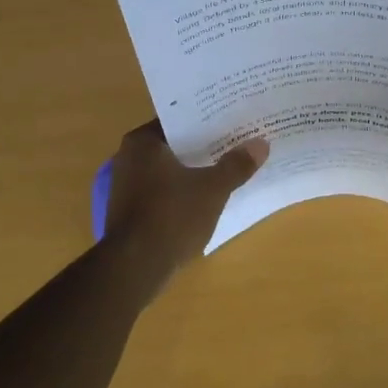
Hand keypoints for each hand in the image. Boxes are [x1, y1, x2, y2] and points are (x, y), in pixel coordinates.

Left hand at [103, 121, 267, 284]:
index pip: (179, 120)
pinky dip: (183, 192)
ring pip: (169, 170)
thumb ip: (236, 165)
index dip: (207, 120)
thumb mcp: (212, 189)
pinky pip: (163, 192)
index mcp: (142, 142)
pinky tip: (208, 197)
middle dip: (204, 146)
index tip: (232, 120)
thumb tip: (260, 144)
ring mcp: (126, 186)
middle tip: (237, 142)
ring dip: (194, 171)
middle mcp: (128, 157)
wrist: (135, 267)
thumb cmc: (172, 216)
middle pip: (175, 145)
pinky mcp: (131, 211)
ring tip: (228, 168)